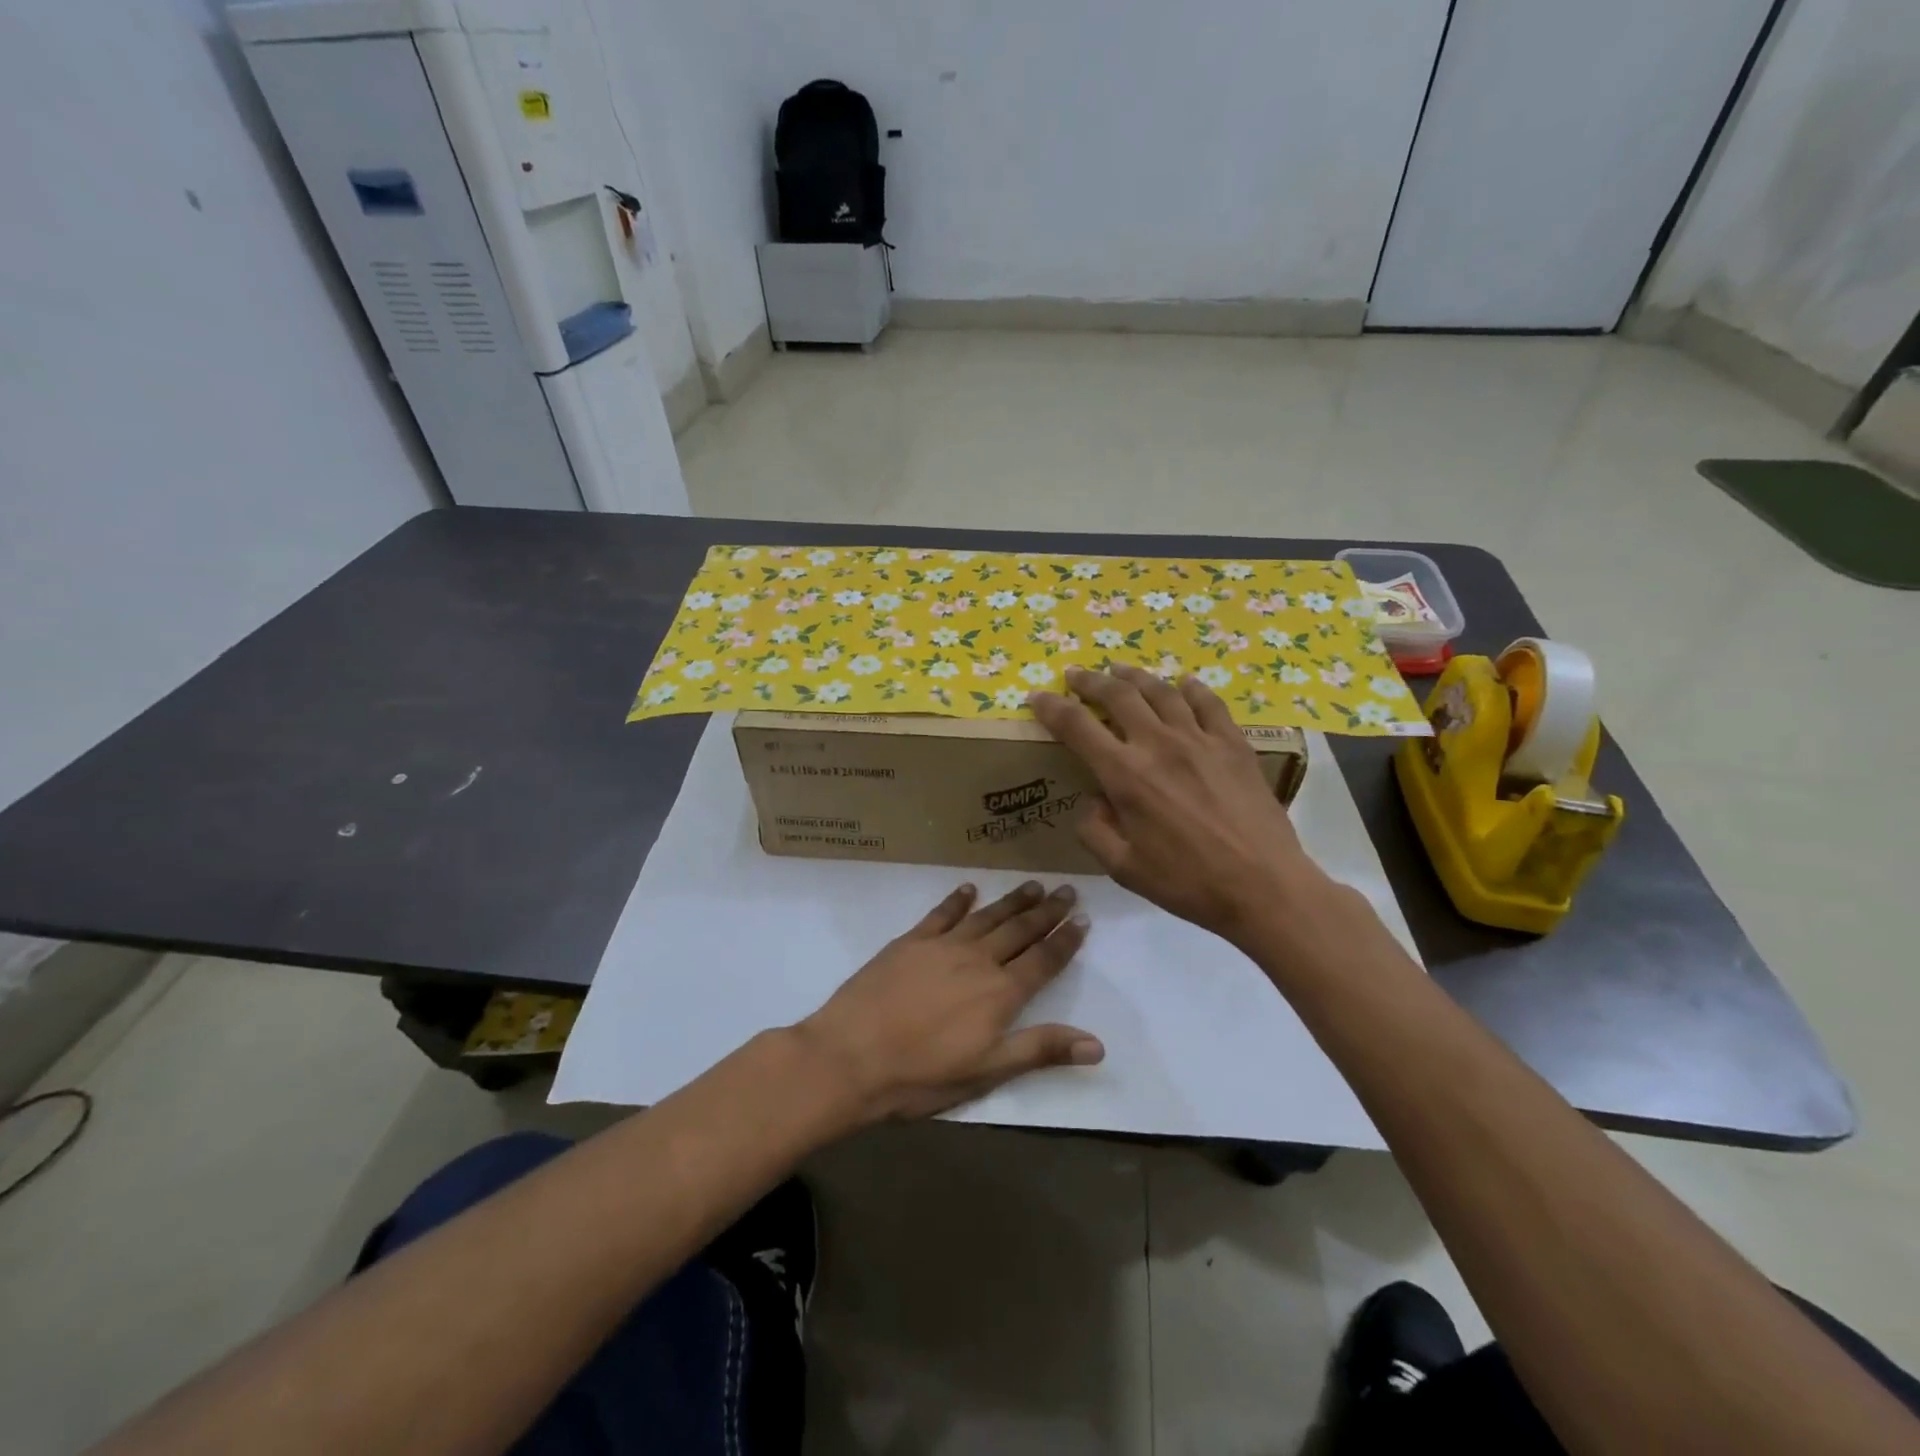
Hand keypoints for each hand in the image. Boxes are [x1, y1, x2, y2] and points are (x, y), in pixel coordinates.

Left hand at [796, 881, 1101, 1122]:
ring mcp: (942, 946)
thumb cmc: (922, 1075)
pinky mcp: (910, 941)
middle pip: (1019, 930)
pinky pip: (941, 913)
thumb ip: (1041, 1050)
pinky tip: (968, 889)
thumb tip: (1098, 1044)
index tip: (1082, 918)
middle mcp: (977, 960)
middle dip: (1046, 911)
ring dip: (1012, 900)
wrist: (851, 1056)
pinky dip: (957, 900)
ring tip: (1033, 885)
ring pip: (987, 916)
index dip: (1064, 940)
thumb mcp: (987, 1073)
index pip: (1043, 960)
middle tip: (1067, 890)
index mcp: (1000, 993)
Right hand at [1029, 666, 1325, 946]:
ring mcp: (1199, 739)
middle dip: (1090, 681)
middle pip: (1118, 695)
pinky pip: (1208, 703)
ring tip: (1120, 669)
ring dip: (1134, 676)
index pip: (1077, 726)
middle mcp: (1158, 744)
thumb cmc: (1187, 882)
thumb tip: (1093, 802)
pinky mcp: (1233, 744)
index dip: (1051, 707)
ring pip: (1161, 691)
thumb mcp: (1123, 868)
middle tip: (1076, 675)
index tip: (1037, 696)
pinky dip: (1191, 688)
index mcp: (1125, 775)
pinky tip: (1184, 683)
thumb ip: (1095, 831)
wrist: (1263, 885)